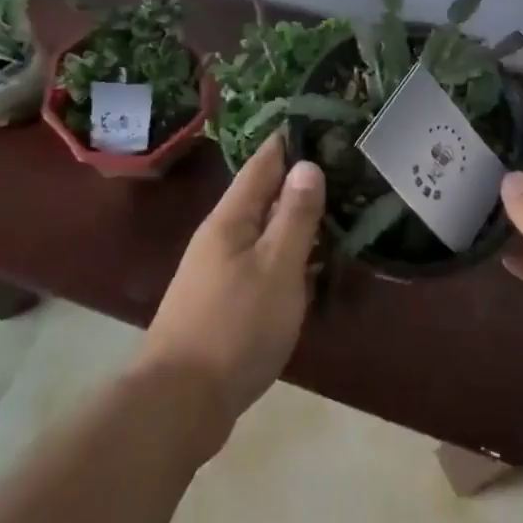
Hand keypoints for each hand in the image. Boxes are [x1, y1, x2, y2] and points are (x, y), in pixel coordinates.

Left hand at [135, 134, 324, 449]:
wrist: (180, 402)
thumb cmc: (235, 326)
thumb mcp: (277, 267)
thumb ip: (295, 216)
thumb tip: (307, 164)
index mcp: (231, 218)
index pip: (263, 163)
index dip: (288, 140)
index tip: (318, 120)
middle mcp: (220, 235)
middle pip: (263, 195)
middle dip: (297, 179)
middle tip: (341, 166)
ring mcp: (218, 268)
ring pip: (263, 229)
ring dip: (294, 218)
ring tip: (334, 209)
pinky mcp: (222, 299)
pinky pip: (261, 259)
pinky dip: (286, 252)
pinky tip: (309, 264)